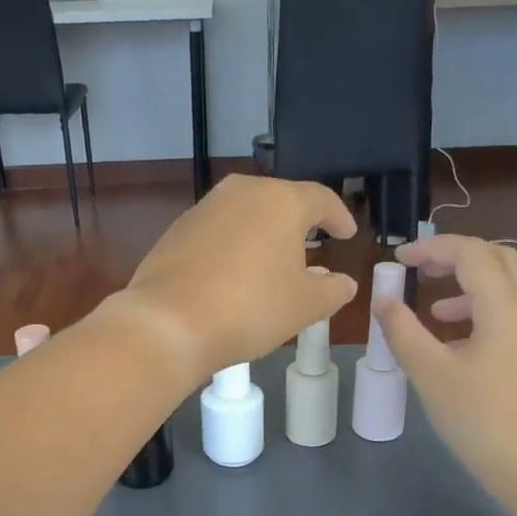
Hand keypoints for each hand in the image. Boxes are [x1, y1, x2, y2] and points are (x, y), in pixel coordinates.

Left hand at [106, 174, 357, 388]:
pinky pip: (219, 230)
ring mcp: (205, 208)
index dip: (339, 217)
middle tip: (313, 244)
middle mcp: (242, 192)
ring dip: (264, 233)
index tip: (347, 233)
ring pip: (247, 213)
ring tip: (274, 259)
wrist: (169, 323)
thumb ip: (332, 290)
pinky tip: (235, 271)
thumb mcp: (304, 306)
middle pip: (281, 200)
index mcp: (281, 201)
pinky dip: (234, 245)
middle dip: (300, 223)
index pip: (321, 199)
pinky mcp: (177, 229)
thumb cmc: (250, 309)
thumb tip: (344, 282)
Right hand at [373, 236, 516, 515]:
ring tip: (434, 309)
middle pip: (498, 260)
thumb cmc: (480, 420)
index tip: (398, 260)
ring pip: (510, 286)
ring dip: (471, 285)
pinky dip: (484, 309)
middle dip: (456, 257)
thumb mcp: (430, 374)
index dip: (432, 248)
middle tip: (420, 271)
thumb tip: (383, 301)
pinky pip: (515, 313)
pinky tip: (458, 341)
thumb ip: (402, 331)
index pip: (471, 253)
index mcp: (506, 306)